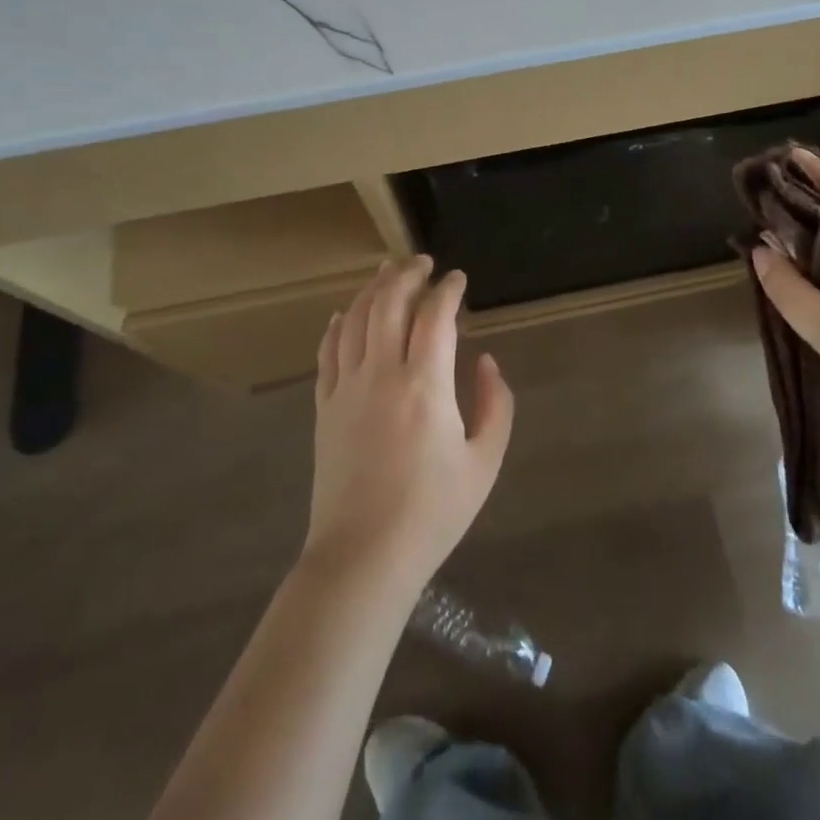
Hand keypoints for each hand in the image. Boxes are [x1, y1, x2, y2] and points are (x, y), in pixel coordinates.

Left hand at [302, 257, 513, 592]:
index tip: (458, 278)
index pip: (435, 315)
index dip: (448, 289)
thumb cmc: (432, 513)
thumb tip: (485, 361)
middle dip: (407, 274)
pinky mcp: (324, 407)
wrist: (363, 557)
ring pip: (355, 319)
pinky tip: (344, 314)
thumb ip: (495, 404)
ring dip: (373, 289)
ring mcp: (346, 388)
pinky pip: (327, 352)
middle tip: (423, 262)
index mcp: (425, 385)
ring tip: (387, 271)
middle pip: (389, 304)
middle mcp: (381, 374)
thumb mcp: (484, 463)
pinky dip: (337, 325)